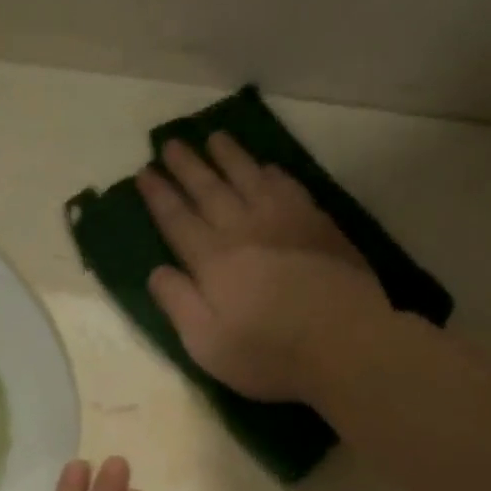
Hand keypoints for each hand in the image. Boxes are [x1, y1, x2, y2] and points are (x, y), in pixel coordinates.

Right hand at [139, 134, 380, 402]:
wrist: (345, 344)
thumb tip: (157, 271)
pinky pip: (288, 187)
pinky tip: (267, 167)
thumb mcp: (207, 343)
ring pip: (250, 178)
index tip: (144, 172)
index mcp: (213, 261)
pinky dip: (272, 173)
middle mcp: (244, 230)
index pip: (177, 220)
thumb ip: (179, 304)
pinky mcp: (318, 226)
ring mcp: (285, 222)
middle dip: (187, 166)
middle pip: (210, 190)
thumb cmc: (268, 353)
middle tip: (171, 143)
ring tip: (214, 137)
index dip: (160, 196)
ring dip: (229, 157)